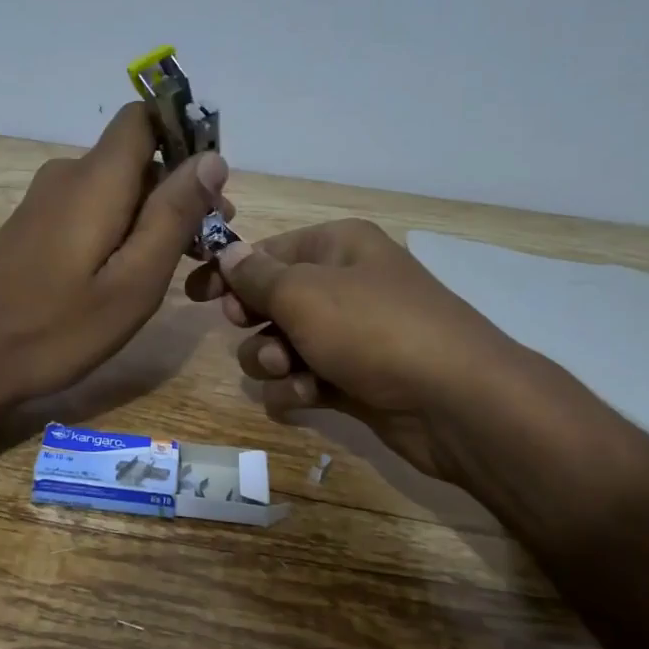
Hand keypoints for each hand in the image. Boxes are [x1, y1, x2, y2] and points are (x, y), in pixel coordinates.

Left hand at [0, 103, 228, 407]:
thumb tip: (211, 159)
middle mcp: (68, 174)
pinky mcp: (35, 225)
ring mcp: (46, 200)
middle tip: (209, 243)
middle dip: (179, 188)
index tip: (213, 182)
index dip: (184, 134)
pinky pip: (92, 207)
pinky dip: (122, 227)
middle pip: (137, 156)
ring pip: (116, 186)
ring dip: (153, 213)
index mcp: (96, 179)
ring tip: (181, 264)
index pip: (143, 116)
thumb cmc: (56, 328)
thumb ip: (173, 216)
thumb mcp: (133, 282)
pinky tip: (131, 272)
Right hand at [185, 219, 526, 484]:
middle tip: (247, 328)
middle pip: (274, 299)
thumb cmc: (373, 328)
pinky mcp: (355, 380)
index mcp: (338, 247)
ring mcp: (351, 336)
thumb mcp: (304, 293)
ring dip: (272, 359)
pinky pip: (305, 378)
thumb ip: (256, 276)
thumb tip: (227, 253)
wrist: (456, 401)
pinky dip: (297, 388)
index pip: (268, 252)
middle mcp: (345, 286)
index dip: (229, 271)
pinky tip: (304, 396)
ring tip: (286, 370)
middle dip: (255, 320)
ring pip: (283, 344)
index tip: (193, 294)